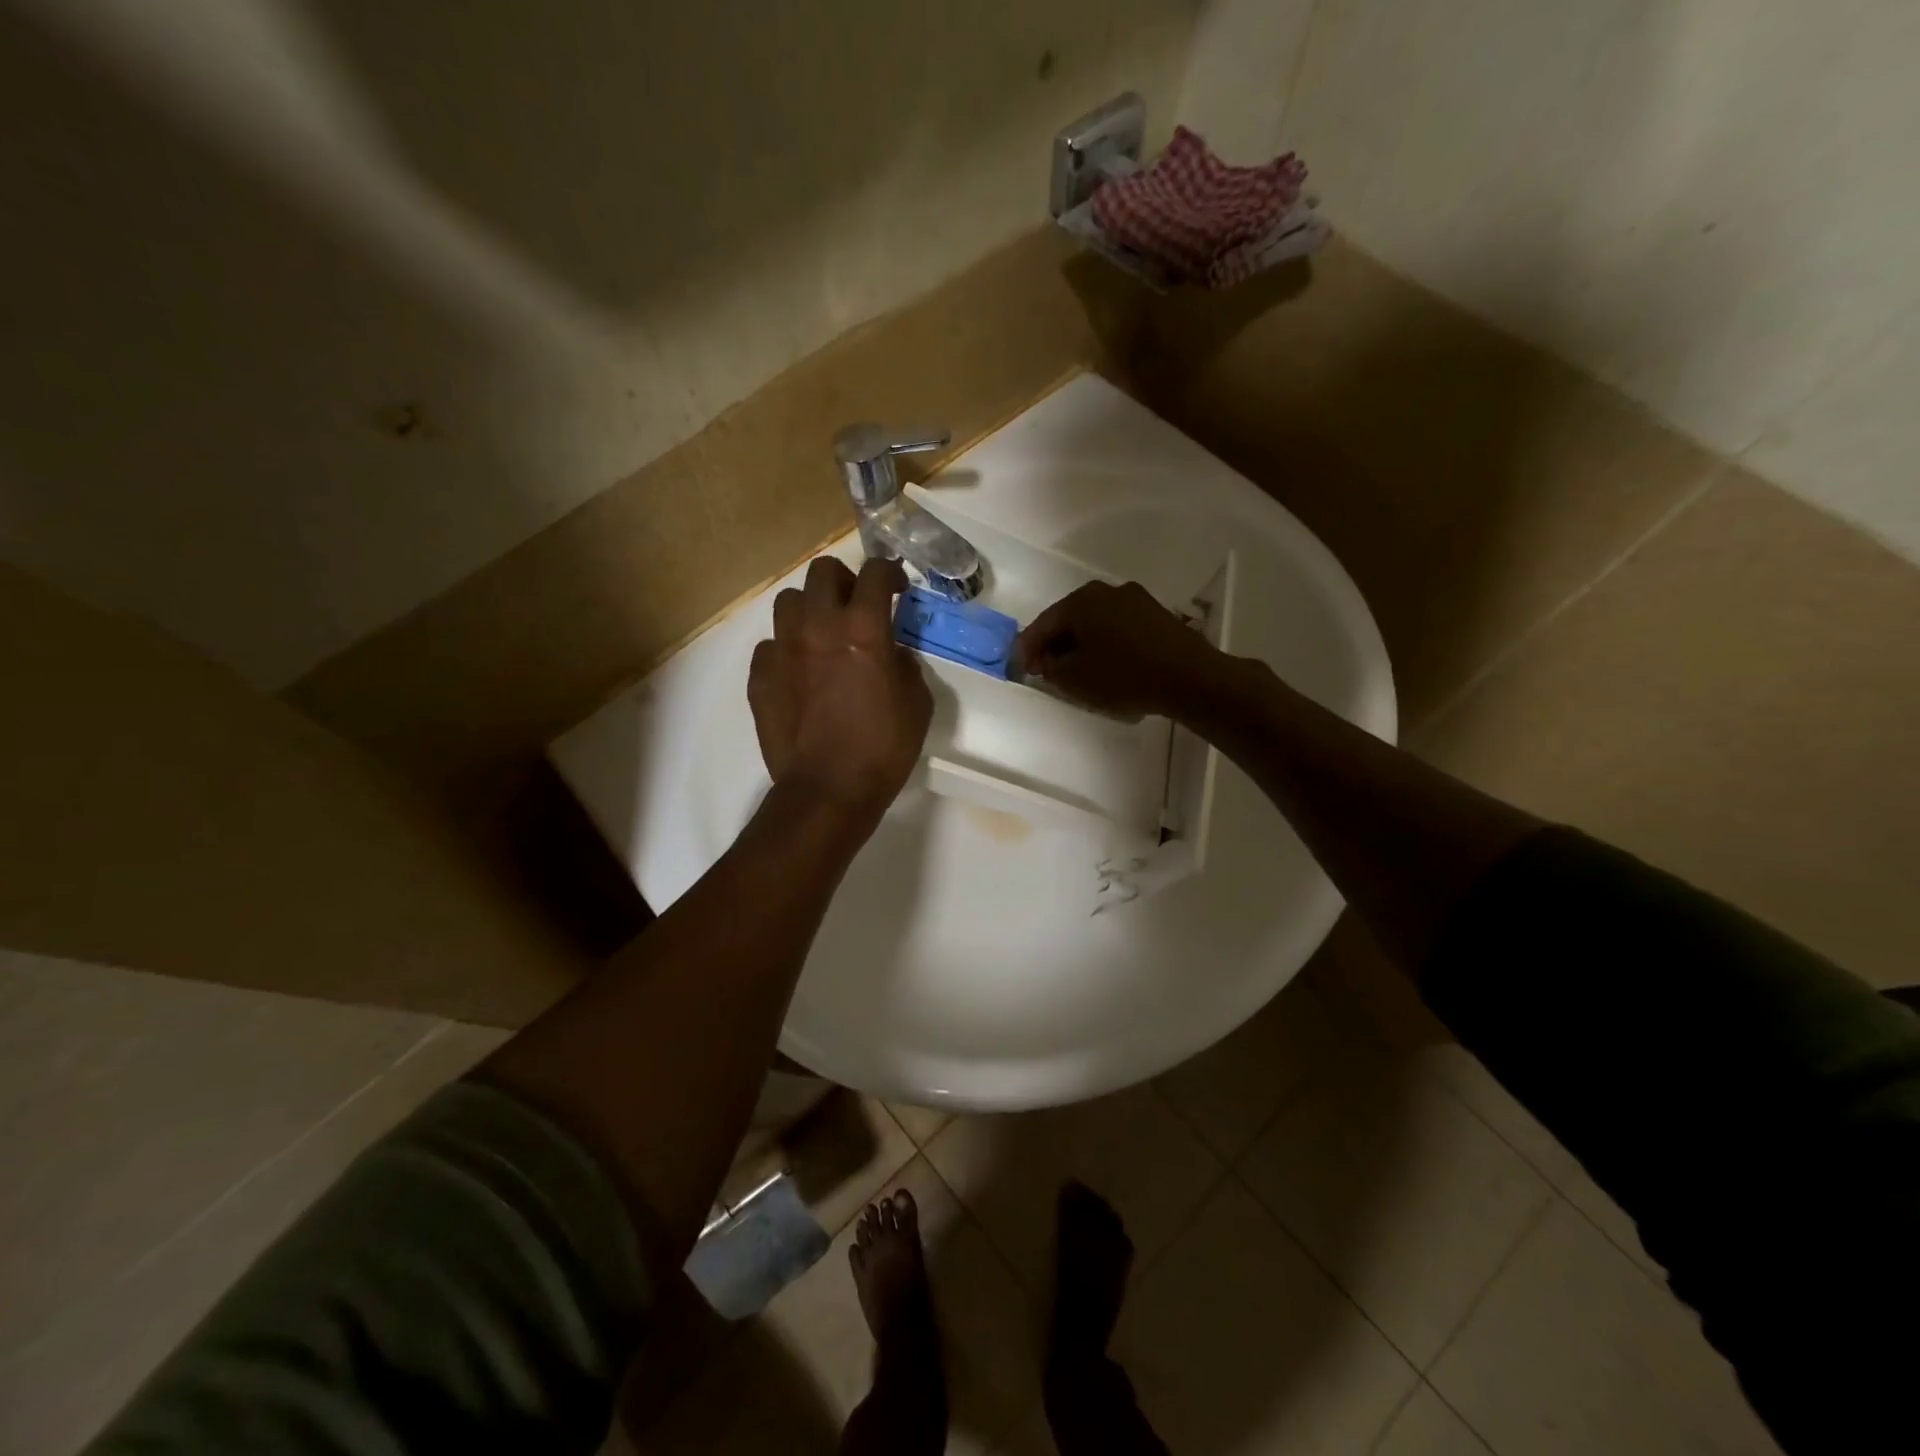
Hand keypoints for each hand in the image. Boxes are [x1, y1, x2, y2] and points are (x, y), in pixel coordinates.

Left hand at [750, 557, 932, 827]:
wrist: (828, 790)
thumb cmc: (883, 748)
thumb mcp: (918, 704)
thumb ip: (905, 665)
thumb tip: (893, 653)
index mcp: (863, 629)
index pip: (874, 573)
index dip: (888, 572)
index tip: (895, 587)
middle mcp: (818, 626)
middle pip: (822, 571)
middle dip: (844, 580)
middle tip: (855, 605)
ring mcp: (783, 649)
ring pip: (788, 601)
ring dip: (809, 609)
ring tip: (821, 634)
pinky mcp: (759, 676)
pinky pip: (770, 645)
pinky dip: (786, 650)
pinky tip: (798, 672)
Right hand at [1014, 580, 1218, 719]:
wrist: (1188, 676)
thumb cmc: (1123, 675)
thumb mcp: (1074, 679)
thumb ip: (1050, 668)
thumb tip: (1048, 660)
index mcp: (1080, 600)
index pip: (1043, 624)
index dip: (1029, 649)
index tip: (1024, 670)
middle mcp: (1106, 591)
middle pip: (1070, 619)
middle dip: (1056, 644)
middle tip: (1048, 670)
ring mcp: (1135, 599)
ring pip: (1096, 622)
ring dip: (1082, 643)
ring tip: (1079, 670)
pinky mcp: (1156, 614)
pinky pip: (1118, 627)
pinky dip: (1106, 643)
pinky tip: (1108, 664)